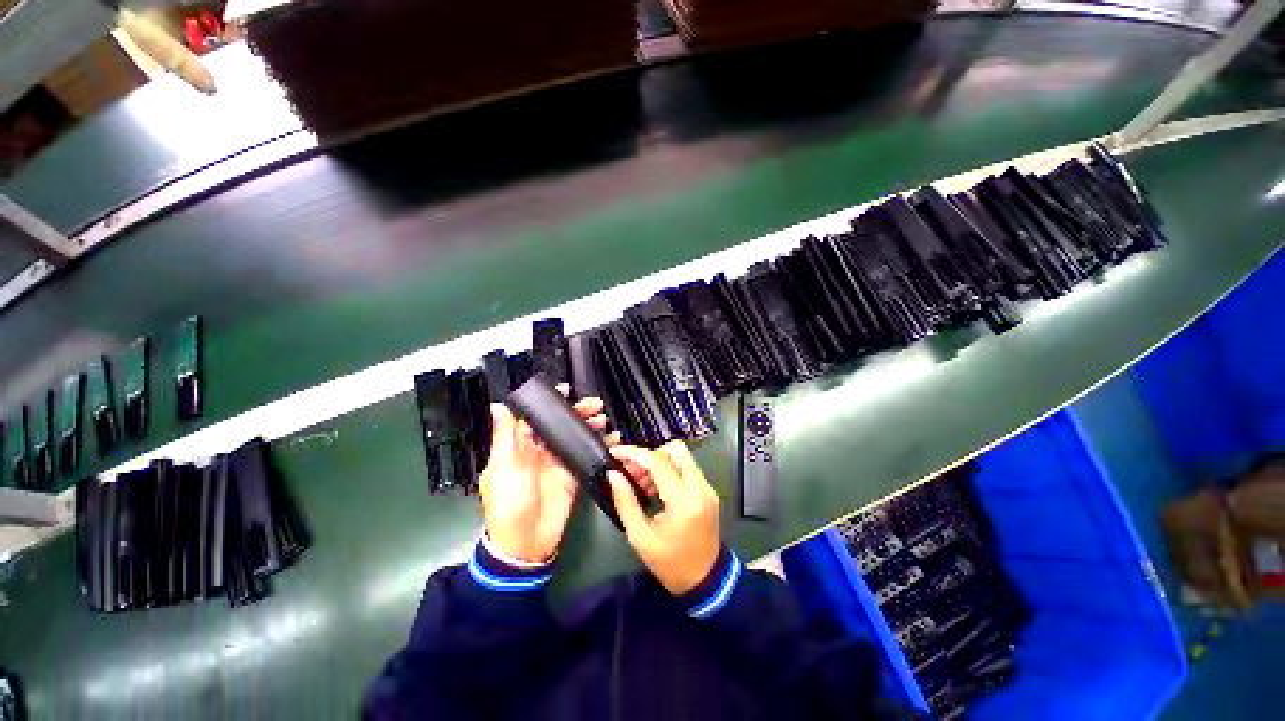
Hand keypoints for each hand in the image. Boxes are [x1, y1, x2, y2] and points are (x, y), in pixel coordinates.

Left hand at [480, 387, 618, 563]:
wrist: (525, 544)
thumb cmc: (508, 503)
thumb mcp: (503, 468)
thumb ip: (505, 437)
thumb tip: (498, 406)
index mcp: (520, 445)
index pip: (536, 417)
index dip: (551, 403)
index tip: (566, 390)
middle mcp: (540, 450)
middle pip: (560, 424)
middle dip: (577, 412)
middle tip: (595, 404)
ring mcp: (558, 462)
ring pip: (575, 436)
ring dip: (589, 426)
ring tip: (604, 419)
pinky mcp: (572, 474)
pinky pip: (586, 455)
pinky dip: (599, 446)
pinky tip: (611, 439)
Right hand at [606, 441, 720, 595]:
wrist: (706, 581)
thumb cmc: (671, 564)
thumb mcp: (641, 538)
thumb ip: (625, 502)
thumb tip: (613, 474)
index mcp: (684, 501)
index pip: (658, 462)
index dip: (634, 453)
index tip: (615, 452)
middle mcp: (700, 487)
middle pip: (675, 449)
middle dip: (650, 454)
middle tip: (633, 471)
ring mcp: (707, 487)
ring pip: (681, 456)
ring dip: (658, 462)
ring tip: (640, 483)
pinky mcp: (707, 490)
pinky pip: (686, 468)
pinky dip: (668, 471)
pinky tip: (654, 488)